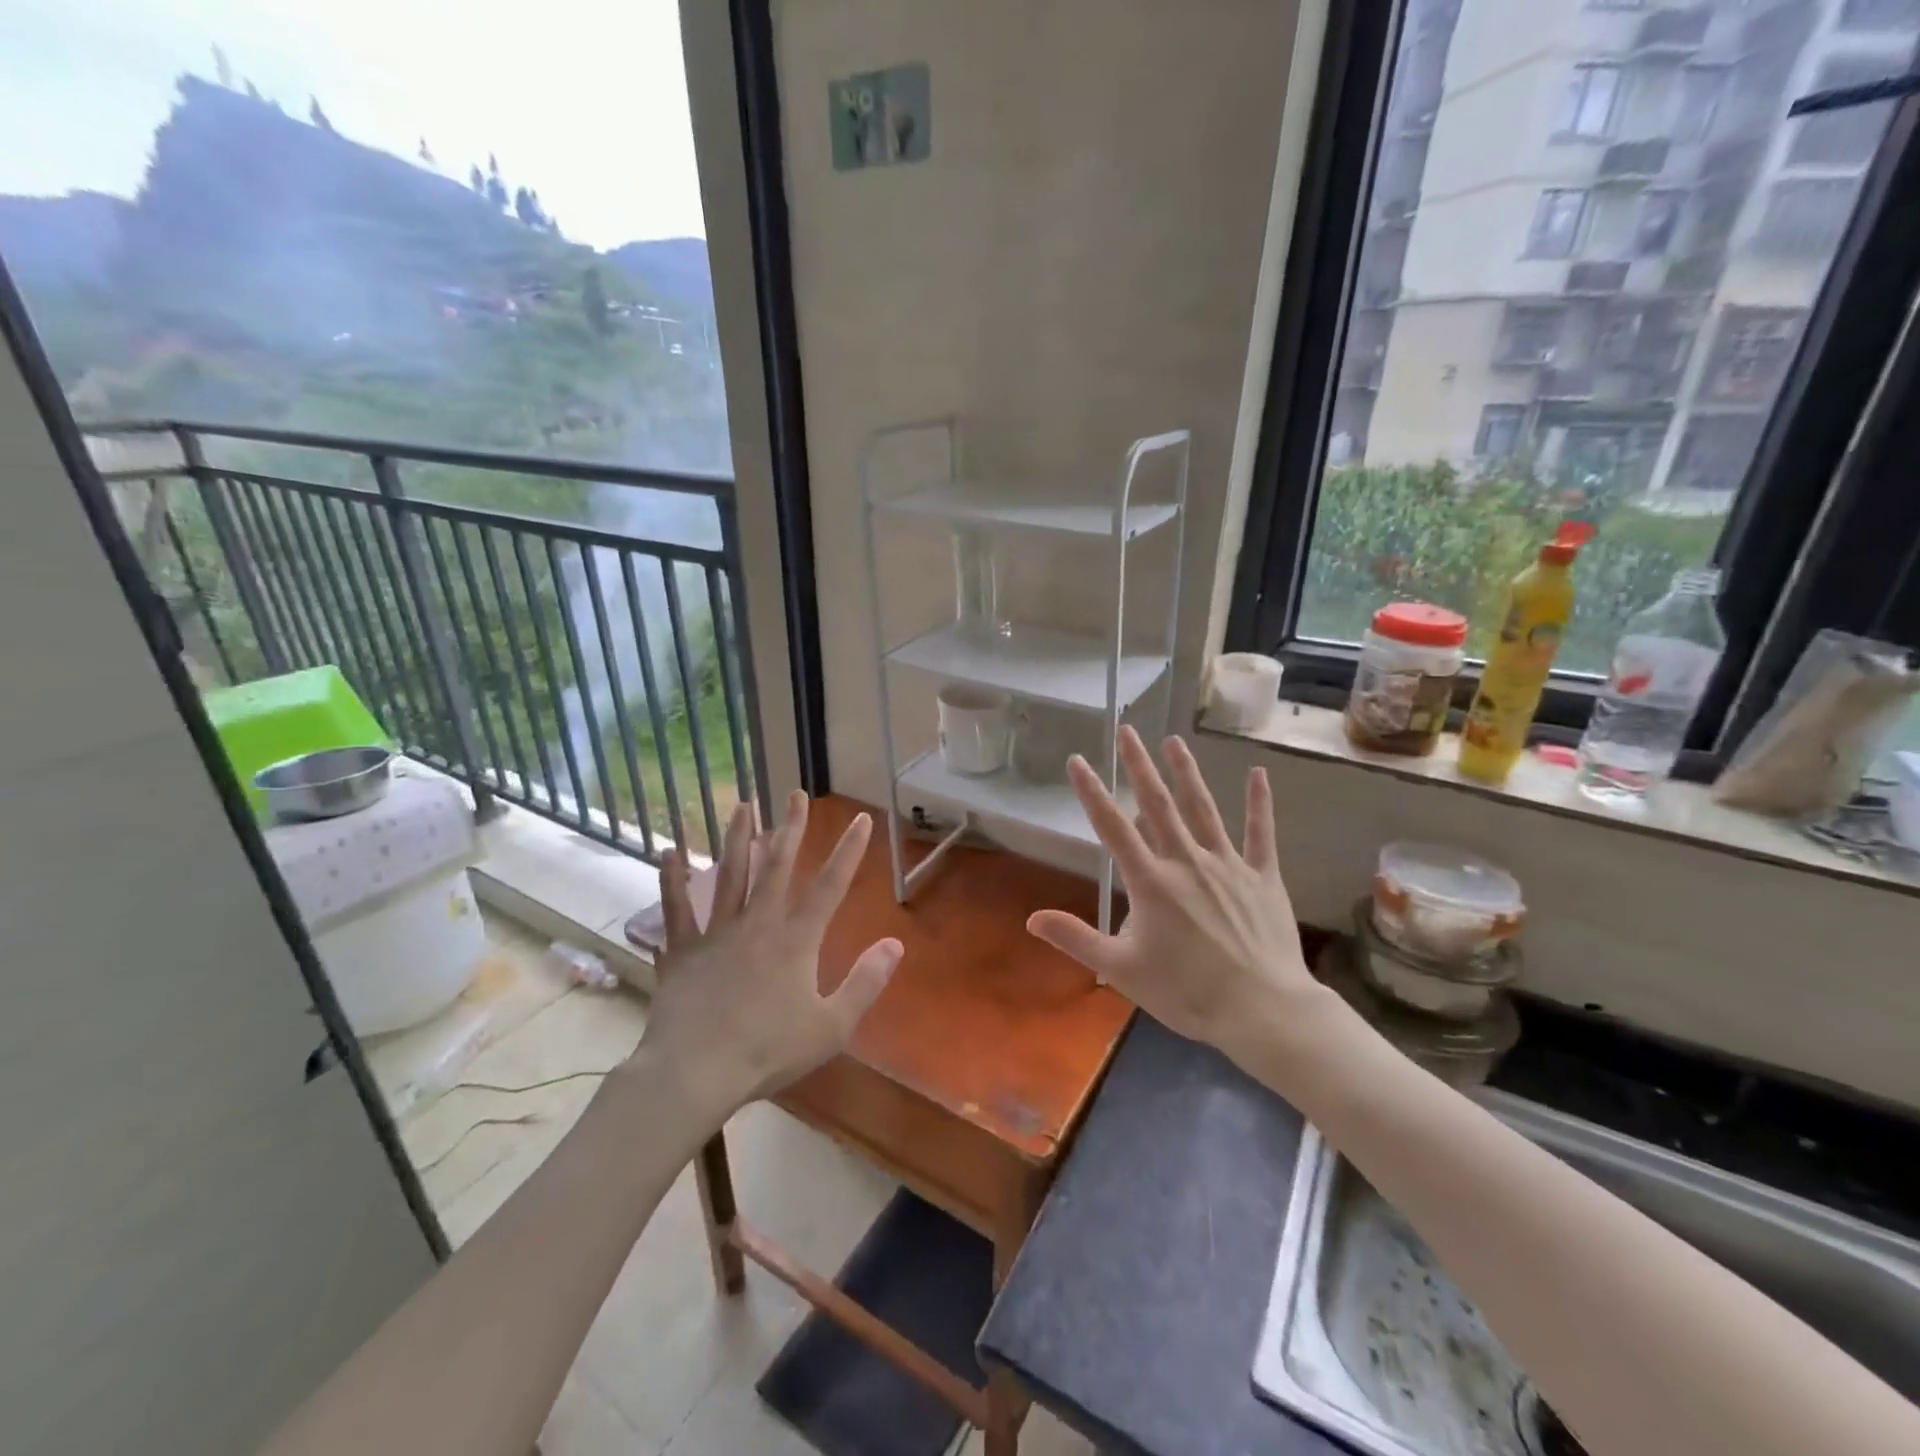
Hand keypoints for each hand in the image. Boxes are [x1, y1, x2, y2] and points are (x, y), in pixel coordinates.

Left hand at [640, 793, 902, 1120]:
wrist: (696, 1072)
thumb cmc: (768, 1051)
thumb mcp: (832, 1025)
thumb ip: (866, 982)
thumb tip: (896, 943)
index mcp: (796, 940)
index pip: (830, 886)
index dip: (848, 851)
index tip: (861, 819)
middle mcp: (758, 924)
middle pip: (777, 866)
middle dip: (791, 828)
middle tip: (795, 795)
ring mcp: (717, 932)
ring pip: (730, 874)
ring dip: (739, 837)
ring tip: (744, 805)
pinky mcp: (683, 949)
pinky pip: (676, 907)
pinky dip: (672, 879)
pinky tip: (670, 851)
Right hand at [1027, 728, 1322, 1064]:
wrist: (1262, 1011)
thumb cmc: (1187, 992)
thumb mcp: (1122, 969)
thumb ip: (1076, 939)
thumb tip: (1031, 919)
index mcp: (1151, 882)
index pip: (1113, 828)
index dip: (1093, 792)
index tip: (1078, 761)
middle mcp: (1187, 862)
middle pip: (1158, 805)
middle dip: (1139, 766)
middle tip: (1128, 730)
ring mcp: (1228, 865)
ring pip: (1203, 809)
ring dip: (1187, 773)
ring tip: (1174, 741)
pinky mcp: (1263, 877)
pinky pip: (1261, 833)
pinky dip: (1259, 803)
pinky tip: (1259, 774)